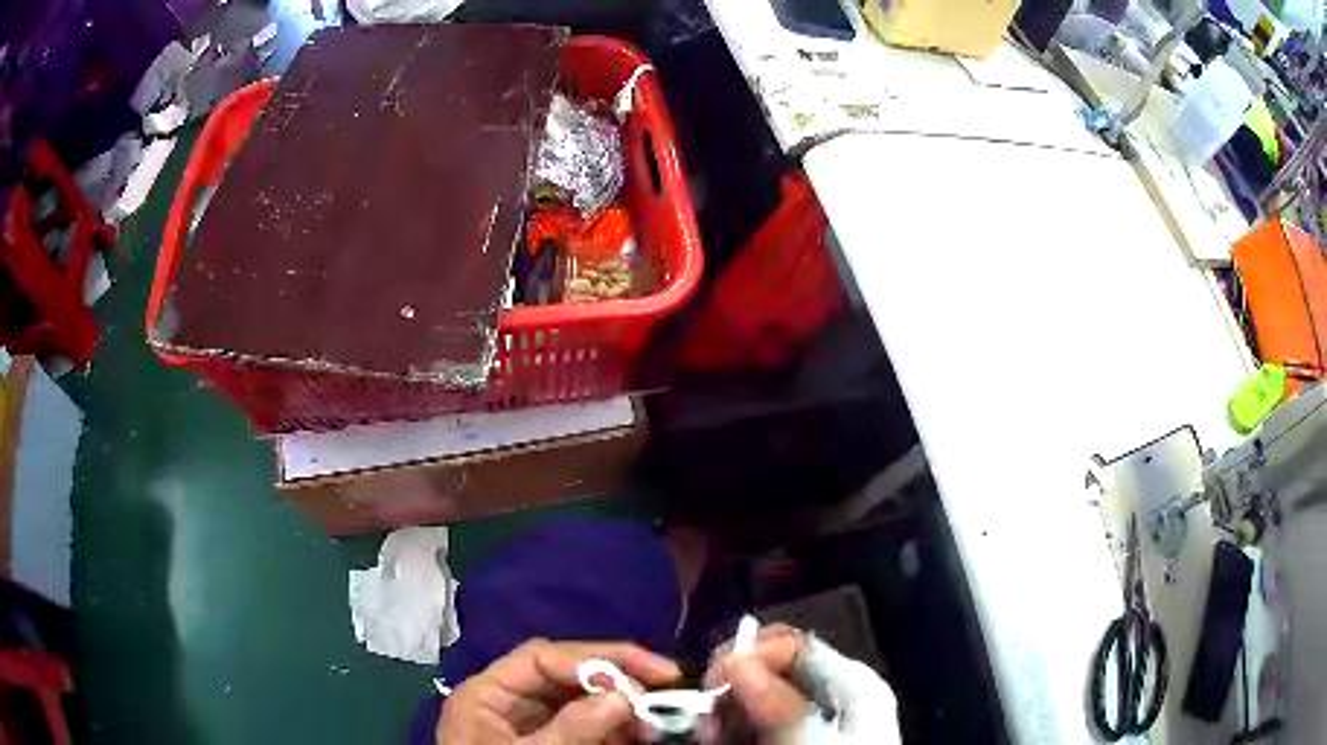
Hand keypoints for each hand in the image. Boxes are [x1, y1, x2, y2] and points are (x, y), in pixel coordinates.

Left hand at [437, 639, 680, 743]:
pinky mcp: (558, 744)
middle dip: (619, 676)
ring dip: (628, 704)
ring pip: (588, 700)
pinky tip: (648, 733)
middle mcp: (513, 702)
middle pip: (569, 674)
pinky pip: (594, 728)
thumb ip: (569, 730)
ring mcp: (538, 725)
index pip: (540, 658)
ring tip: (666, 714)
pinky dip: (623, 729)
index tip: (638, 676)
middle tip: (669, 680)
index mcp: (488, 694)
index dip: (590, 660)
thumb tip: (621, 697)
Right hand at [706, 625, 900, 743]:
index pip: (794, 645)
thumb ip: (776, 702)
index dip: (750, 653)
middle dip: (731, 686)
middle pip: (771, 670)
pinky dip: (730, 730)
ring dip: (724, 712)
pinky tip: (715, 741)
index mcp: (851, 684)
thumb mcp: (809, 740)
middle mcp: (832, 696)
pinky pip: (753, 725)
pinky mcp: (792, 740)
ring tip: (707, 734)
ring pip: (756, 698)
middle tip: (706, 715)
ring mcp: (812, 722)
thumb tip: (734, 659)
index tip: (712, 681)